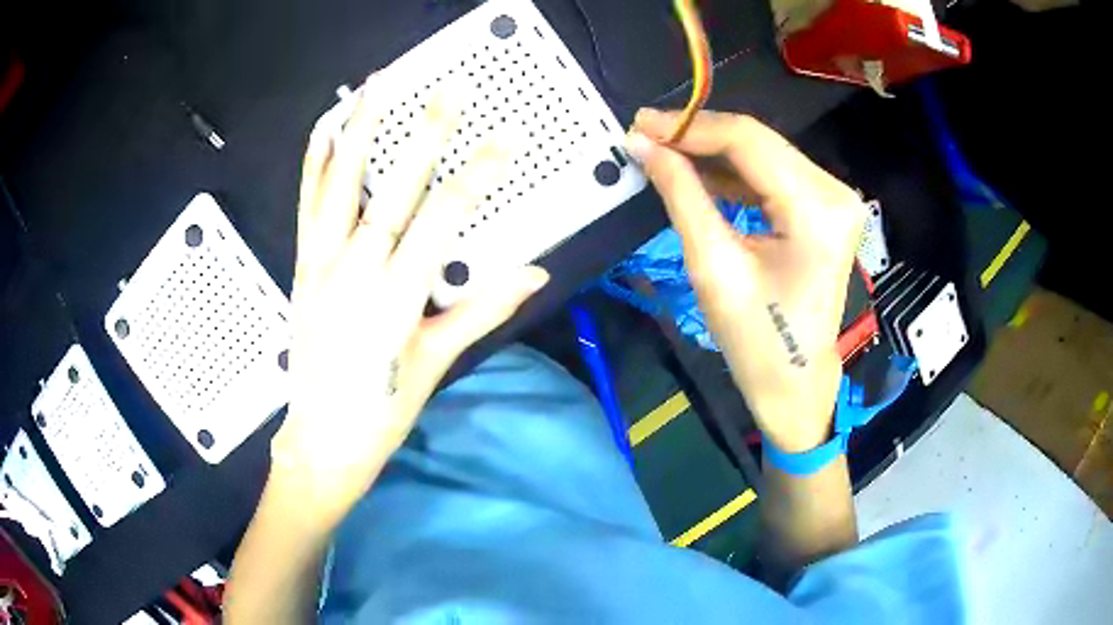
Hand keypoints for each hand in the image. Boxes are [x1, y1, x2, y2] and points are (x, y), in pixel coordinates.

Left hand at [271, 73, 548, 523]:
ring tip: (375, 85)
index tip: (506, 140)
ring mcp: (321, 264)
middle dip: (425, 136)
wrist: (321, 440)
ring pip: (339, 186)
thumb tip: (535, 273)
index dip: (478, 176)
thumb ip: (483, 310)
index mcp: (395, 298)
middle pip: (391, 191)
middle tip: (448, 91)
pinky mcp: (301, 266)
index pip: (443, 221)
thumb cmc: (383, 409)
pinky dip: (314, 162)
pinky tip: (324, 128)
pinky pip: (306, 205)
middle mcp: (354, 271)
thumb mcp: (437, 360)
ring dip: (359, 131)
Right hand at [626, 109, 865, 452]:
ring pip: (764, 154)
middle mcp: (834, 193)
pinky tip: (698, 172)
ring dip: (713, 152)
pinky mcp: (824, 209)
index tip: (641, 124)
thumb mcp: (713, 265)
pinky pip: (773, 176)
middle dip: (699, 136)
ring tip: (664, 152)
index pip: (749, 141)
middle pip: (759, 141)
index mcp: (817, 209)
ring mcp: (833, 199)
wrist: (795, 384)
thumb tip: (643, 144)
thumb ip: (681, 194)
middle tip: (646, 136)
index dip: (691, 126)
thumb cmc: (757, 340)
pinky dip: (734, 173)